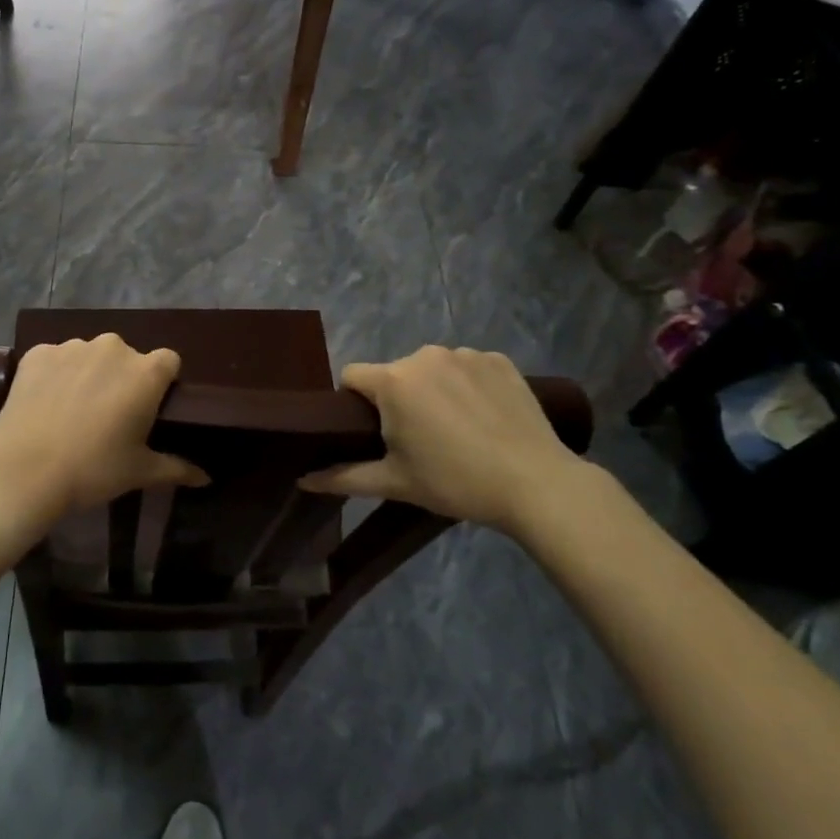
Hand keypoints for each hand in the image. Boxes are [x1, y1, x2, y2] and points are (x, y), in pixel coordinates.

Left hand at [0, 334, 208, 523]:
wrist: (24, 469)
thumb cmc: (93, 470)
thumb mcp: (140, 472)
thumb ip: (177, 468)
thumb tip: (207, 479)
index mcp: (145, 372)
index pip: (168, 361)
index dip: (162, 382)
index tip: (150, 406)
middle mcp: (112, 349)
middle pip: (126, 356)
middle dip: (122, 378)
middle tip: (109, 415)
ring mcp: (72, 347)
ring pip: (90, 355)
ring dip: (88, 374)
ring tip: (72, 410)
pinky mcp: (38, 352)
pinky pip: (55, 358)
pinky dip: (55, 375)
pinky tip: (45, 403)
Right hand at [298, 346, 588, 534]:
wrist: (537, 484)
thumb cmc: (455, 482)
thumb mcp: (395, 483)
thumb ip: (343, 476)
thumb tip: (302, 480)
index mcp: (393, 381)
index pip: (352, 376)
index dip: (354, 403)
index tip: (373, 433)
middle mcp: (424, 356)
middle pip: (394, 373)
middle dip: (397, 399)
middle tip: (418, 440)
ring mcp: (466, 354)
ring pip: (431, 369)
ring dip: (433, 391)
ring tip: (457, 430)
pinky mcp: (499, 360)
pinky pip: (468, 367)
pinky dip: (468, 386)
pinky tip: (485, 417)